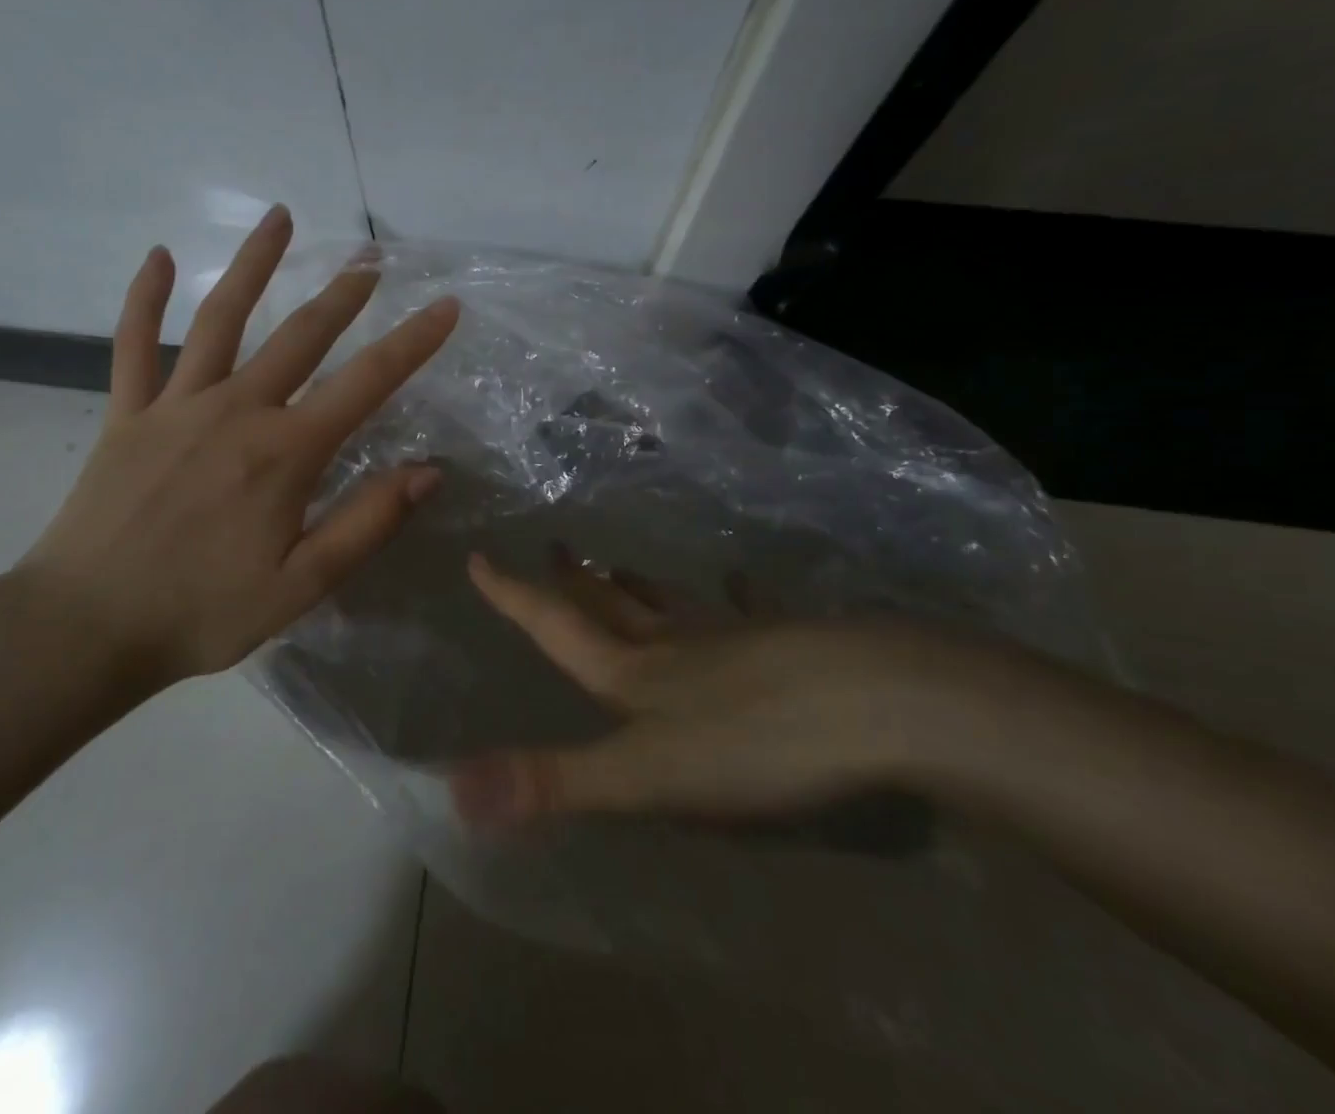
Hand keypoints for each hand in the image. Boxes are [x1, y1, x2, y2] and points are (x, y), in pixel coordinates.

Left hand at [10, 206, 458, 692]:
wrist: (85, 627)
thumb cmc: (203, 612)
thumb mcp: (302, 584)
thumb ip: (367, 523)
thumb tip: (428, 471)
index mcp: (285, 452)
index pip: (366, 383)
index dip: (413, 343)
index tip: (446, 307)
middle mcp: (236, 411)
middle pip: (301, 336)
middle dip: (343, 294)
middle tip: (371, 259)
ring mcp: (175, 405)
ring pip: (222, 318)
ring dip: (254, 265)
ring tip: (280, 218)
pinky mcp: (126, 414)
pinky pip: (134, 344)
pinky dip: (145, 298)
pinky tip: (161, 256)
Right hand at [449, 548, 1005, 825]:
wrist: (882, 705)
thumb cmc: (757, 743)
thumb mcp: (646, 776)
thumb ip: (554, 781)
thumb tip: (452, 786)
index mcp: (635, 673)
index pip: (556, 628)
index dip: (514, 597)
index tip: (480, 558)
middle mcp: (678, 646)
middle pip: (612, 609)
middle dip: (576, 583)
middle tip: (555, 548)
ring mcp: (737, 639)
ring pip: (674, 605)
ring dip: (640, 587)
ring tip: (619, 566)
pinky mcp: (793, 643)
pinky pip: (752, 611)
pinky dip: (739, 594)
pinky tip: (739, 578)